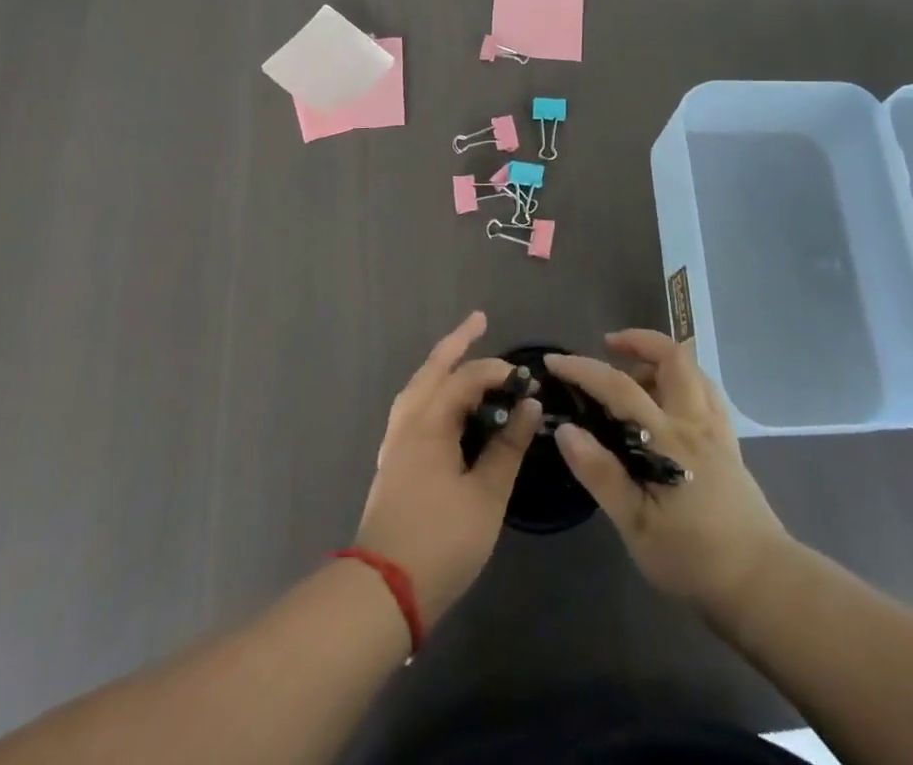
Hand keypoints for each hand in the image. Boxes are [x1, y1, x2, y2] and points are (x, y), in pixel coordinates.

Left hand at [355, 311, 540, 628]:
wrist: (382, 591)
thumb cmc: (440, 542)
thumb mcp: (486, 496)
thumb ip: (508, 447)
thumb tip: (529, 405)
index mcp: (430, 423)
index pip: (466, 379)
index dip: (497, 372)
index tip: (526, 381)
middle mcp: (408, 422)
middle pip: (432, 369)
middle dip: (456, 342)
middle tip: (478, 320)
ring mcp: (396, 442)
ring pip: (418, 387)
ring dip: (440, 365)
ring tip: (459, 352)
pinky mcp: (393, 462)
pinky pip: (413, 407)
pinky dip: (431, 390)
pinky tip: (442, 402)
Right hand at [547, 330, 788, 621]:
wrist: (761, 583)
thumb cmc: (693, 558)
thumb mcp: (636, 526)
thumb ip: (601, 475)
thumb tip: (567, 430)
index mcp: (667, 438)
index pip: (619, 387)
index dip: (583, 369)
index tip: (555, 361)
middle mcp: (694, 421)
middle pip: (672, 357)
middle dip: (638, 340)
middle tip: (608, 346)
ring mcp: (716, 429)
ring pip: (693, 370)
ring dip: (661, 358)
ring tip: (634, 374)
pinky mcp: (730, 443)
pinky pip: (707, 392)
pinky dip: (684, 379)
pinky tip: (670, 400)